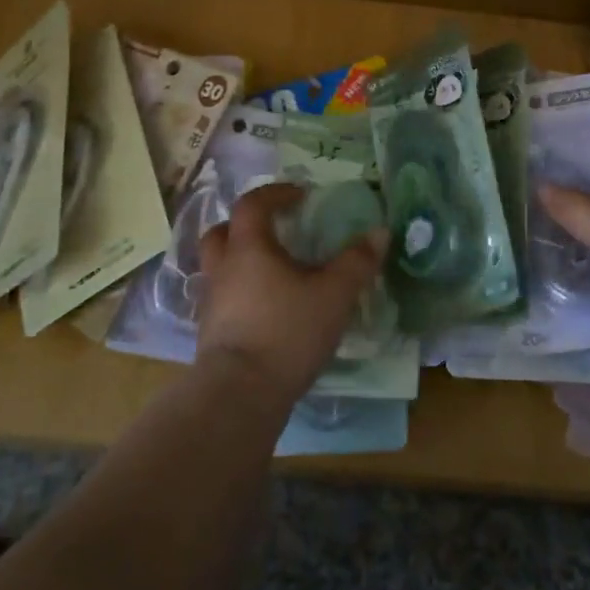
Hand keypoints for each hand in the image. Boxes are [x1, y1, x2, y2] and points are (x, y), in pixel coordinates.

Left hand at [195, 183, 386, 405]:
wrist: (239, 394)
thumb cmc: (287, 332)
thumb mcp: (333, 295)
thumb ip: (357, 262)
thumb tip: (379, 232)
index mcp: (249, 248)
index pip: (252, 204)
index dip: (275, 194)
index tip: (299, 196)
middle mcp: (223, 269)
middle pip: (222, 233)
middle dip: (246, 226)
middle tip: (274, 231)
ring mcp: (211, 303)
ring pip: (218, 268)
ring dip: (240, 261)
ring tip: (271, 273)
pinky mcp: (209, 334)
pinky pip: (222, 299)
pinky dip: (239, 294)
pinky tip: (264, 310)